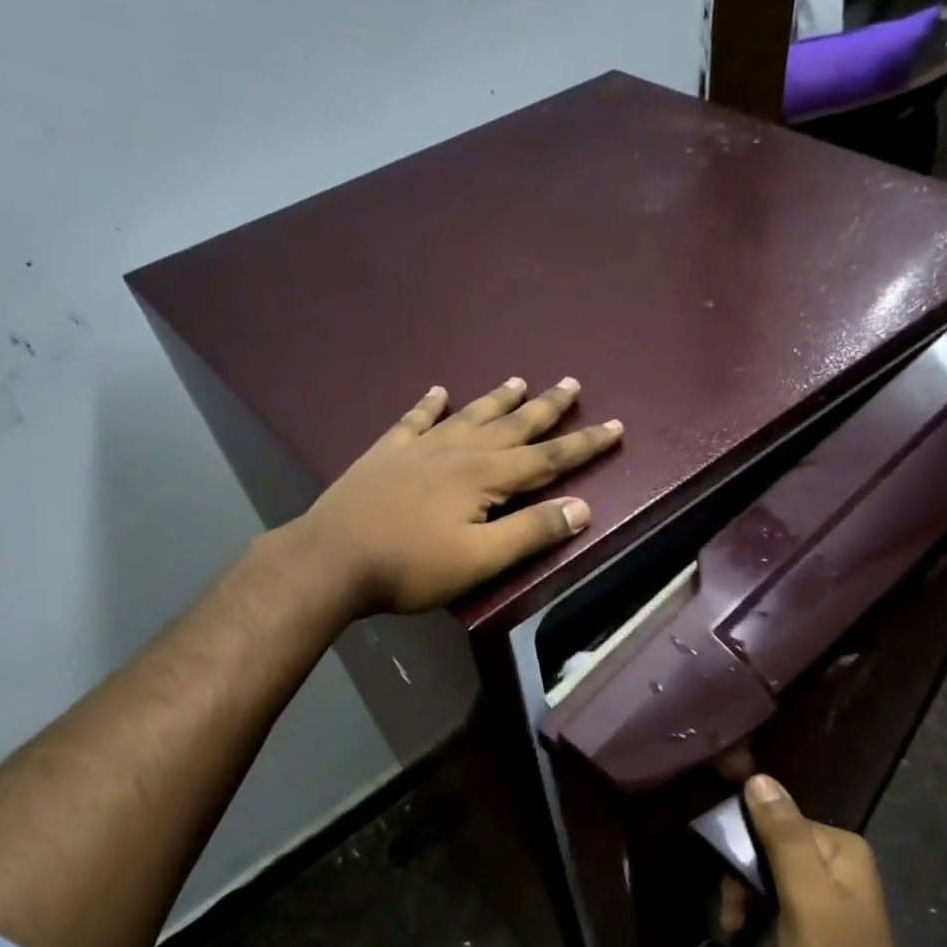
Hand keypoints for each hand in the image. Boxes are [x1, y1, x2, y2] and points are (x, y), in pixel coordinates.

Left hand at [296, 376, 622, 615]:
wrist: (332, 559)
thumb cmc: (411, 566)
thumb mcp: (480, 559)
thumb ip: (531, 532)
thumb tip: (582, 508)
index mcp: (484, 477)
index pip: (547, 458)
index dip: (583, 444)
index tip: (615, 426)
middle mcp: (457, 451)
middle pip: (512, 425)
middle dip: (547, 407)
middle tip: (572, 382)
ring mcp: (418, 447)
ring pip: (469, 415)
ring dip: (497, 399)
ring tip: (519, 380)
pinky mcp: (385, 453)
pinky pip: (414, 419)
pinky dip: (429, 405)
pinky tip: (437, 391)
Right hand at [745, 774, 931, 946]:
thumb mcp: (806, 899)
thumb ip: (784, 837)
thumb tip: (758, 777)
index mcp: (839, 847)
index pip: (776, 819)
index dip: (744, 843)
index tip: (727, 880)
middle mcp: (835, 860)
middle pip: (770, 844)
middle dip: (742, 875)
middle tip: (731, 913)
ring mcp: (826, 892)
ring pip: (767, 872)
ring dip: (744, 896)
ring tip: (733, 927)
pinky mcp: (816, 920)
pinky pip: (775, 898)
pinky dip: (755, 913)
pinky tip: (743, 933)